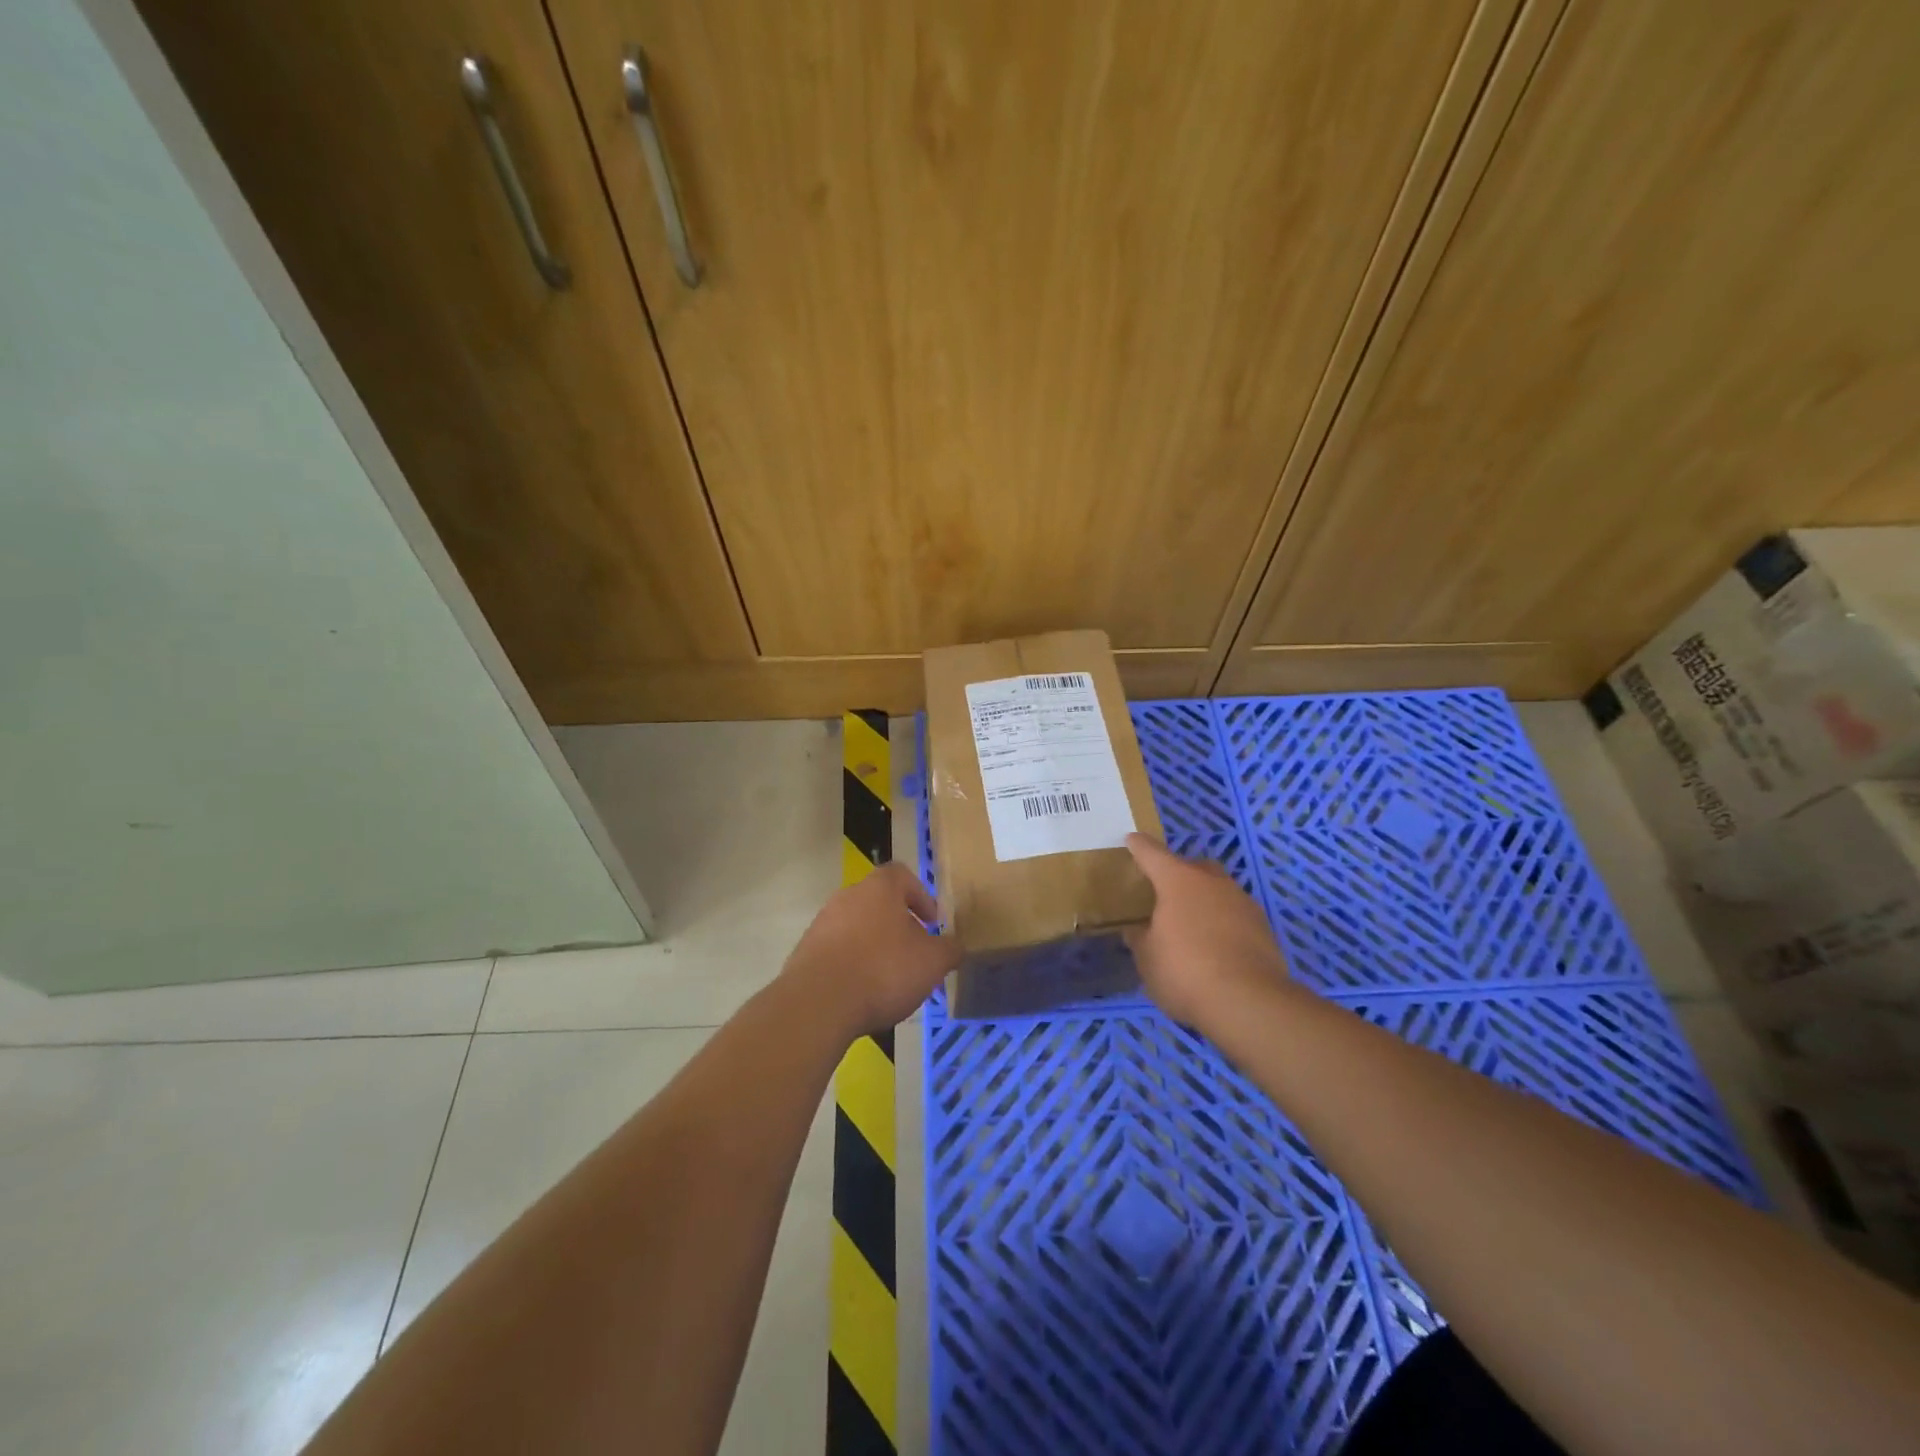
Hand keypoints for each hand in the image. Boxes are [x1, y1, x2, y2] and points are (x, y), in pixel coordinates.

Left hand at [780, 862, 959, 1036]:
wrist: (818, 1003)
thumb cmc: (883, 970)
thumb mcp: (932, 962)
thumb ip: (949, 949)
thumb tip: (954, 946)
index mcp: (880, 888)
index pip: (902, 875)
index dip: (921, 896)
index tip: (932, 924)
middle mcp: (848, 896)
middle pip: (878, 902)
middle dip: (899, 926)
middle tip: (914, 954)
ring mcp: (822, 923)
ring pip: (857, 927)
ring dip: (874, 946)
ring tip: (889, 979)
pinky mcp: (805, 952)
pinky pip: (837, 951)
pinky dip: (852, 965)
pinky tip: (862, 992)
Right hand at [1123, 833, 1290, 1027]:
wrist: (1248, 1002)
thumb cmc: (1184, 971)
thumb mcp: (1147, 959)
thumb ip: (1140, 939)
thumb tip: (1137, 930)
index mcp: (1177, 881)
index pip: (1152, 854)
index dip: (1139, 847)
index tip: (1132, 839)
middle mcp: (1212, 882)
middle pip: (1192, 867)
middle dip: (1178, 874)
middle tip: (1164, 894)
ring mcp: (1242, 902)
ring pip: (1218, 891)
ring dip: (1204, 901)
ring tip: (1191, 926)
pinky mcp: (1263, 927)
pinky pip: (1235, 916)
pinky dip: (1223, 924)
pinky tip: (1215, 947)